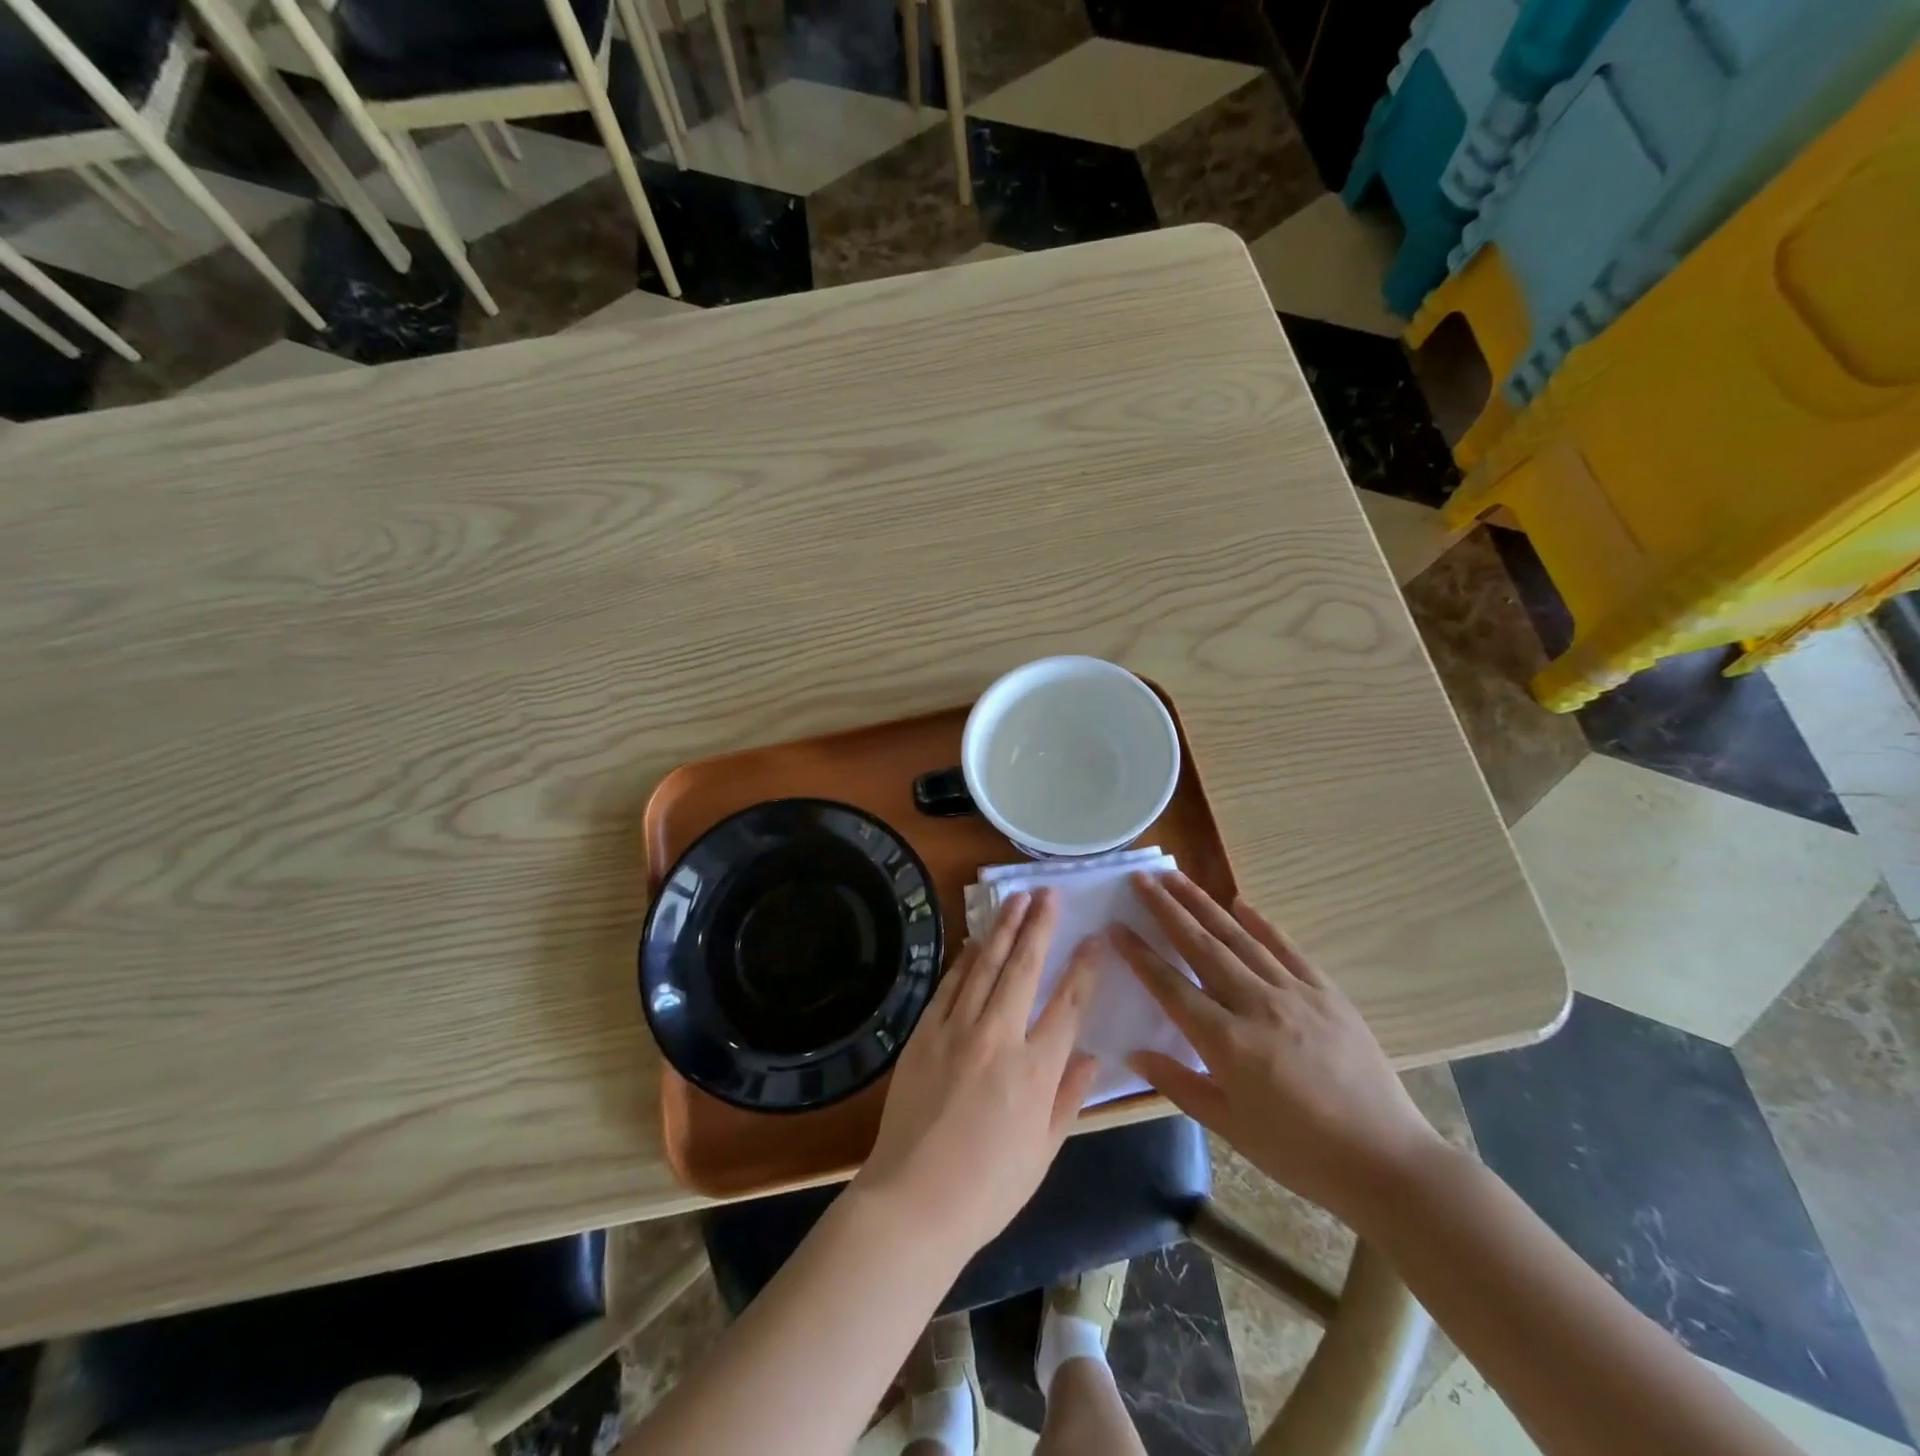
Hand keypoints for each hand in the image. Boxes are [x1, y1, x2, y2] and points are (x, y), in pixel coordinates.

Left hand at [852, 890, 1099, 1260]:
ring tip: (1015, 898)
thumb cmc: (988, 1188)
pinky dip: (964, 960)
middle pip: (1023, 968)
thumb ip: (1069, 1098)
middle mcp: (998, 1037)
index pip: (1068, 1003)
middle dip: (1039, 926)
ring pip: (985, 966)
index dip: (1084, 966)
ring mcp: (956, 1030)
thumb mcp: (1044, 1151)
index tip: (1095, 937)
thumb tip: (1091, 1056)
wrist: (913, 1200)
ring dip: (1002, 929)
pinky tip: (974, 941)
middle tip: (1049, 893)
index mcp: (1036, 1070)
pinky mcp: (925, 1034)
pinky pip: (949, 986)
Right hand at [1112, 873, 1443, 1226]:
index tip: (1116, 926)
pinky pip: (1287, 948)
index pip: (1170, 986)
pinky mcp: (1327, 993)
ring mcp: (1295, 993)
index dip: (1140, 955)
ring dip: (1204, 904)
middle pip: (1202, 947)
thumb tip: (1134, 1052)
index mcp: (1227, 1042)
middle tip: (1141, 879)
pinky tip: (1240, 903)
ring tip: (1176, 878)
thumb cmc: (1299, 1152)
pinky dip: (1261, 923)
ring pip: (1239, 938)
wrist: (1386, 1162)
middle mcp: (1256, 1005)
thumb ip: (1178, 1084)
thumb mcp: (1229, 1127)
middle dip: (1167, 909)